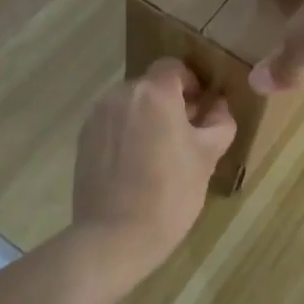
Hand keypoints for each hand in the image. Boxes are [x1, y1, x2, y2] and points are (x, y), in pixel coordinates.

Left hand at [72, 60, 235, 278]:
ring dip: (146, 118)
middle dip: (169, 103)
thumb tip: (220, 107)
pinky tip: (135, 166)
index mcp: (154, 93)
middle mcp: (120, 94)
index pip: (173, 67)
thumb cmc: (170, 193)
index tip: (201, 108)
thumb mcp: (207, 157)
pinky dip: (126, 134)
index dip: (191, 83)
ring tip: (159, 154)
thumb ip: (219, 123)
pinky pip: (112, 124)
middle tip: (185, 136)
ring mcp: (97, 116)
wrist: (115, 236)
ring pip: (129, 105)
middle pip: (150, 86)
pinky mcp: (83, 139)